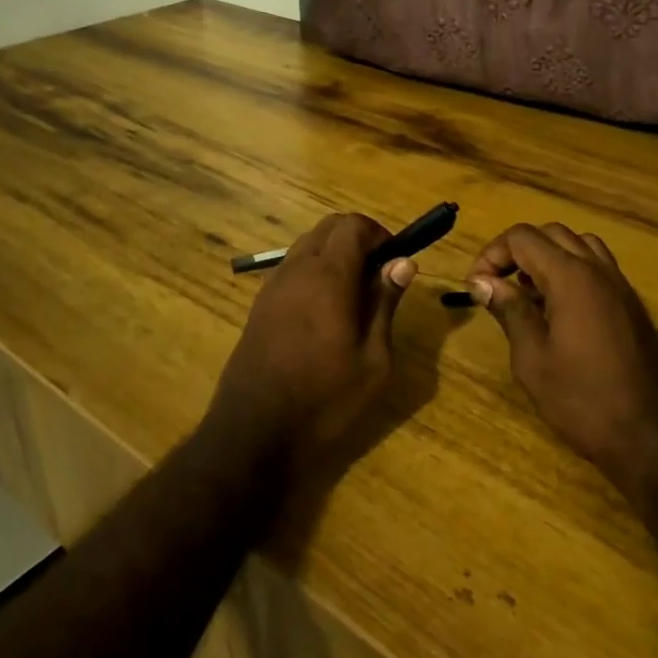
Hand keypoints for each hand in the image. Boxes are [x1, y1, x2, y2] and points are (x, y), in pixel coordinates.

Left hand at [211, 213, 414, 463]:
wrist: (253, 433)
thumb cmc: (324, 399)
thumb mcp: (373, 360)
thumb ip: (385, 303)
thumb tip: (403, 263)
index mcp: (328, 276)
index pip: (353, 225)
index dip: (379, 233)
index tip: (394, 261)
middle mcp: (297, 270)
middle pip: (328, 227)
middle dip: (358, 238)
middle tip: (378, 275)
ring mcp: (273, 286)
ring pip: (307, 244)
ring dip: (334, 253)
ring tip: (354, 295)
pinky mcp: (259, 305)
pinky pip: (291, 268)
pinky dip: (314, 270)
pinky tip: (325, 311)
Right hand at [466, 223, 657, 495]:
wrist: (652, 436)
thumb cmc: (583, 400)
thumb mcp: (533, 359)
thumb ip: (509, 311)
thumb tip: (482, 282)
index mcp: (570, 277)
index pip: (522, 238)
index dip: (491, 254)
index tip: (476, 287)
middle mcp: (597, 269)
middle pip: (550, 233)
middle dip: (517, 250)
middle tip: (496, 285)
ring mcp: (619, 285)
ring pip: (578, 244)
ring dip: (547, 256)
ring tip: (527, 292)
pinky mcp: (630, 304)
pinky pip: (596, 266)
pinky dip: (571, 270)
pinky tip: (558, 309)